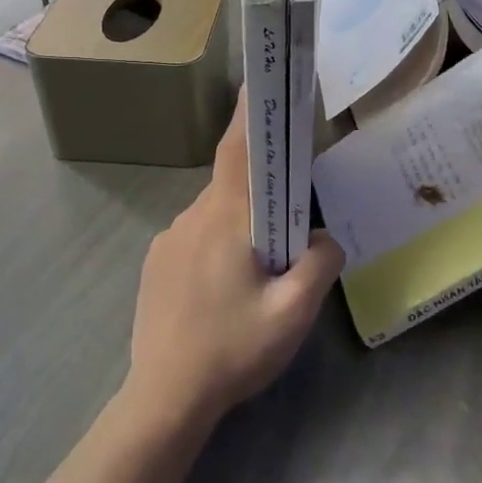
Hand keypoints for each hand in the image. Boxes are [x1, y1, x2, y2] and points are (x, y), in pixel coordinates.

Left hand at [126, 93, 344, 429]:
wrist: (164, 398)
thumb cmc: (233, 350)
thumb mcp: (294, 313)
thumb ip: (320, 263)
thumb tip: (325, 236)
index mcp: (226, 218)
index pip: (238, 149)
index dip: (250, 113)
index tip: (260, 84)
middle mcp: (192, 216)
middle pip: (234, 184)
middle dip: (264, 193)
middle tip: (290, 227)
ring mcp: (168, 239)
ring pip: (216, 214)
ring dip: (241, 226)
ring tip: (258, 274)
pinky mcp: (156, 262)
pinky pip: (196, 236)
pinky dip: (218, 246)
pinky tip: (225, 291)